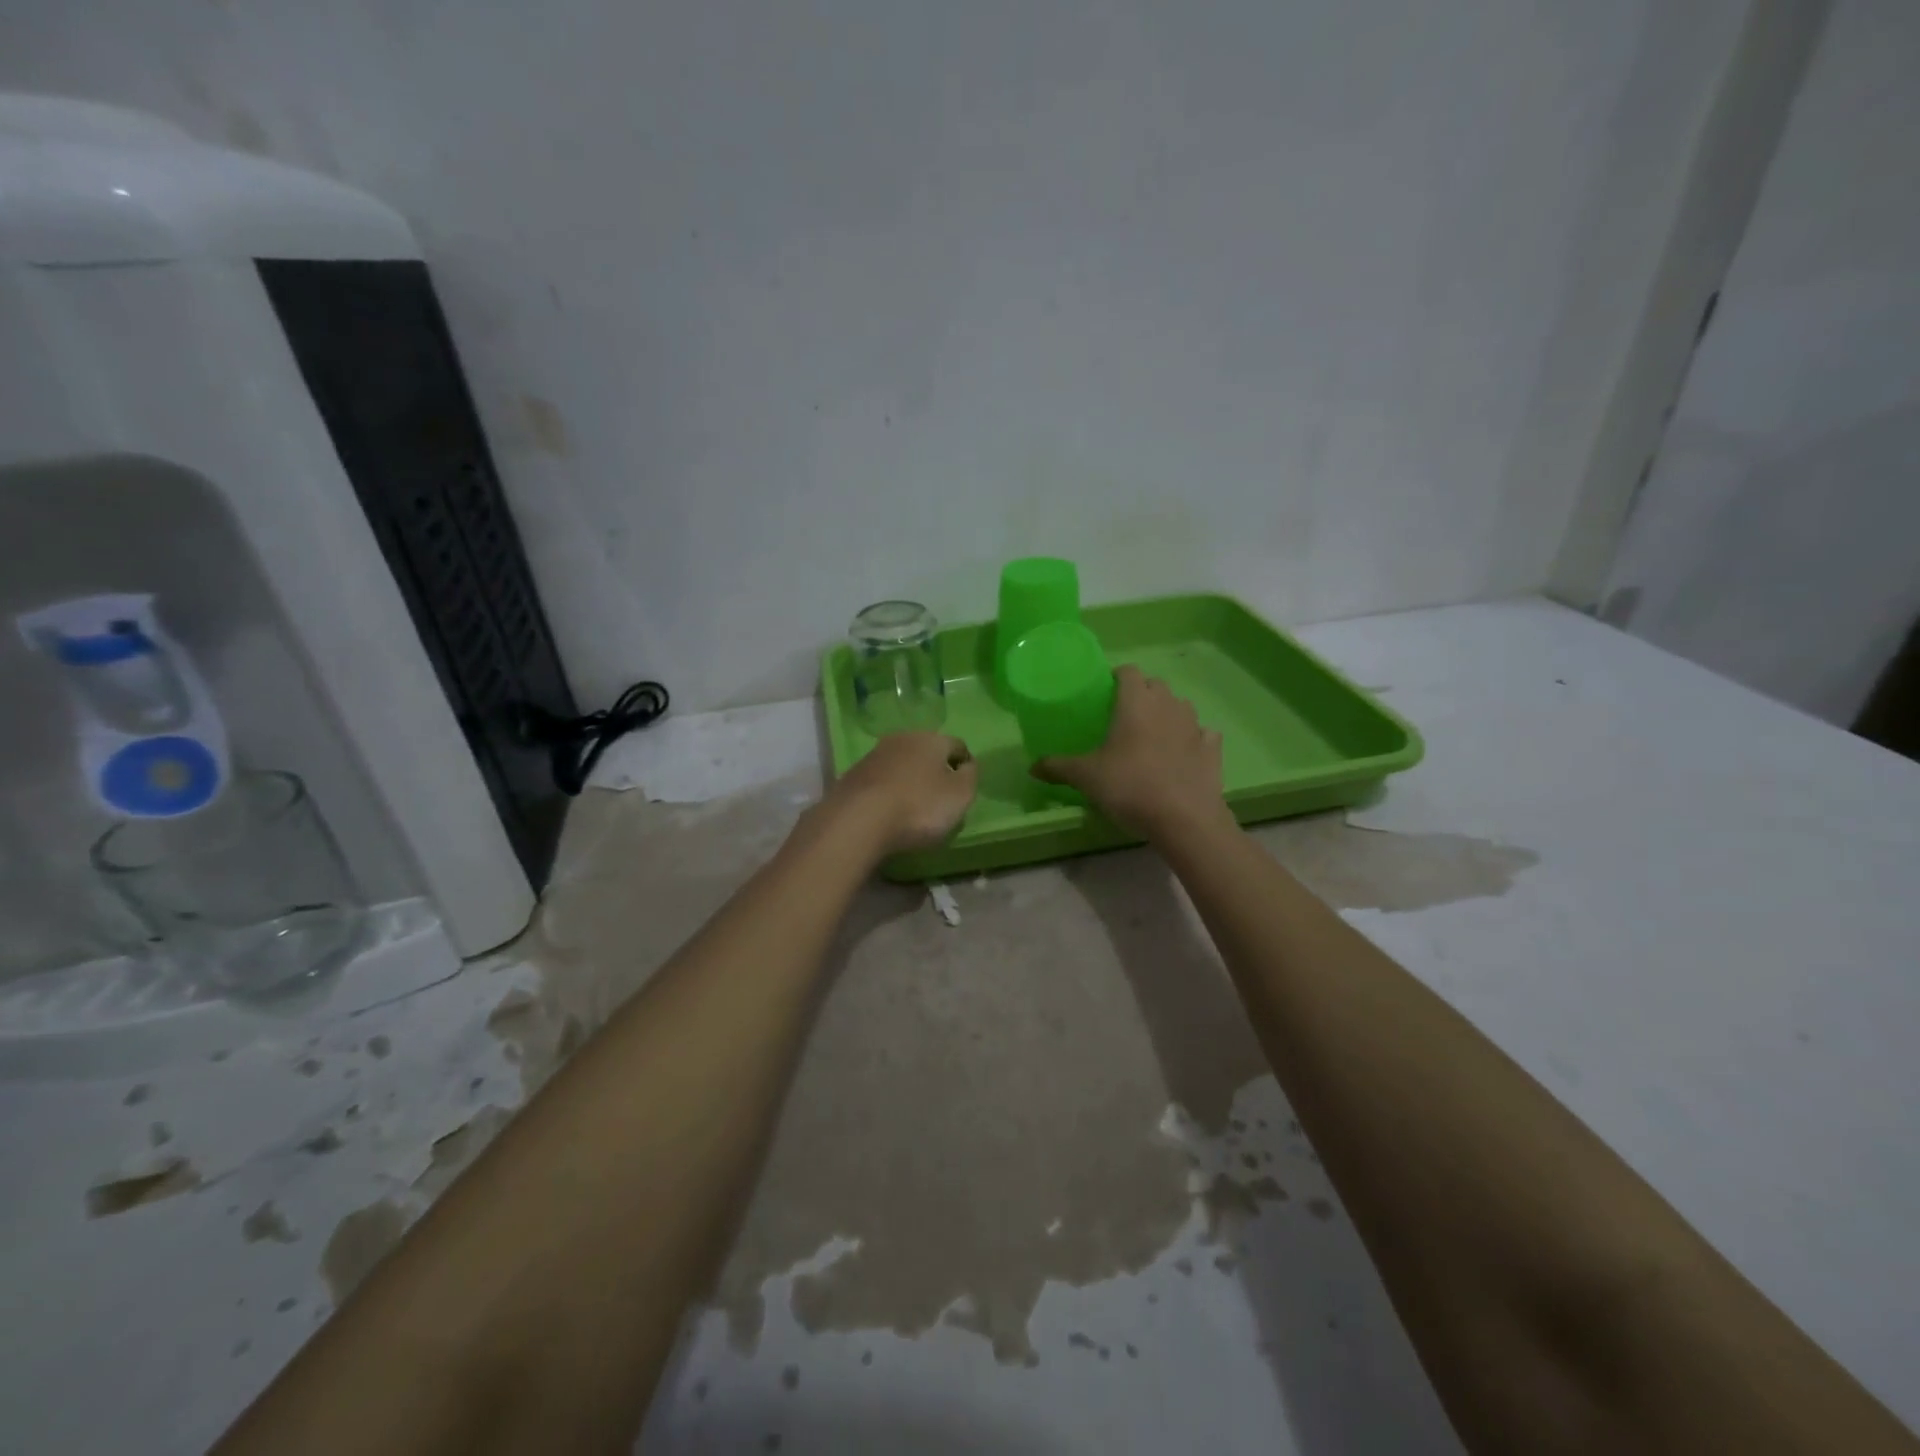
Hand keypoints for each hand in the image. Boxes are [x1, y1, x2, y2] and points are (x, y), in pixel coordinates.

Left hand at [820, 732, 978, 856]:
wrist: (857, 820)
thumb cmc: (919, 806)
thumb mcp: (960, 795)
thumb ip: (970, 777)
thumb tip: (967, 765)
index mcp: (931, 739)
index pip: (957, 745)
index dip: (965, 765)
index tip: (966, 787)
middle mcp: (901, 739)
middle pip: (926, 753)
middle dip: (934, 771)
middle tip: (940, 798)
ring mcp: (872, 756)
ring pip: (900, 765)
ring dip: (908, 781)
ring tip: (912, 808)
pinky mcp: (851, 777)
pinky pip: (879, 782)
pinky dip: (887, 793)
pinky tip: (888, 812)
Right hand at [1034, 666, 1228, 838]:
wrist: (1184, 818)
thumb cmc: (1129, 786)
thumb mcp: (1086, 777)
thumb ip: (1058, 767)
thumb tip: (1032, 766)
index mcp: (1136, 702)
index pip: (1128, 672)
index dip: (1116, 678)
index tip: (1105, 694)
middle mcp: (1168, 704)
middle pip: (1155, 686)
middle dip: (1141, 695)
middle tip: (1123, 719)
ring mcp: (1195, 725)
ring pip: (1180, 707)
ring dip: (1167, 714)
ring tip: (1151, 737)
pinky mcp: (1213, 748)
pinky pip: (1202, 734)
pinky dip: (1192, 739)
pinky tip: (1181, 755)